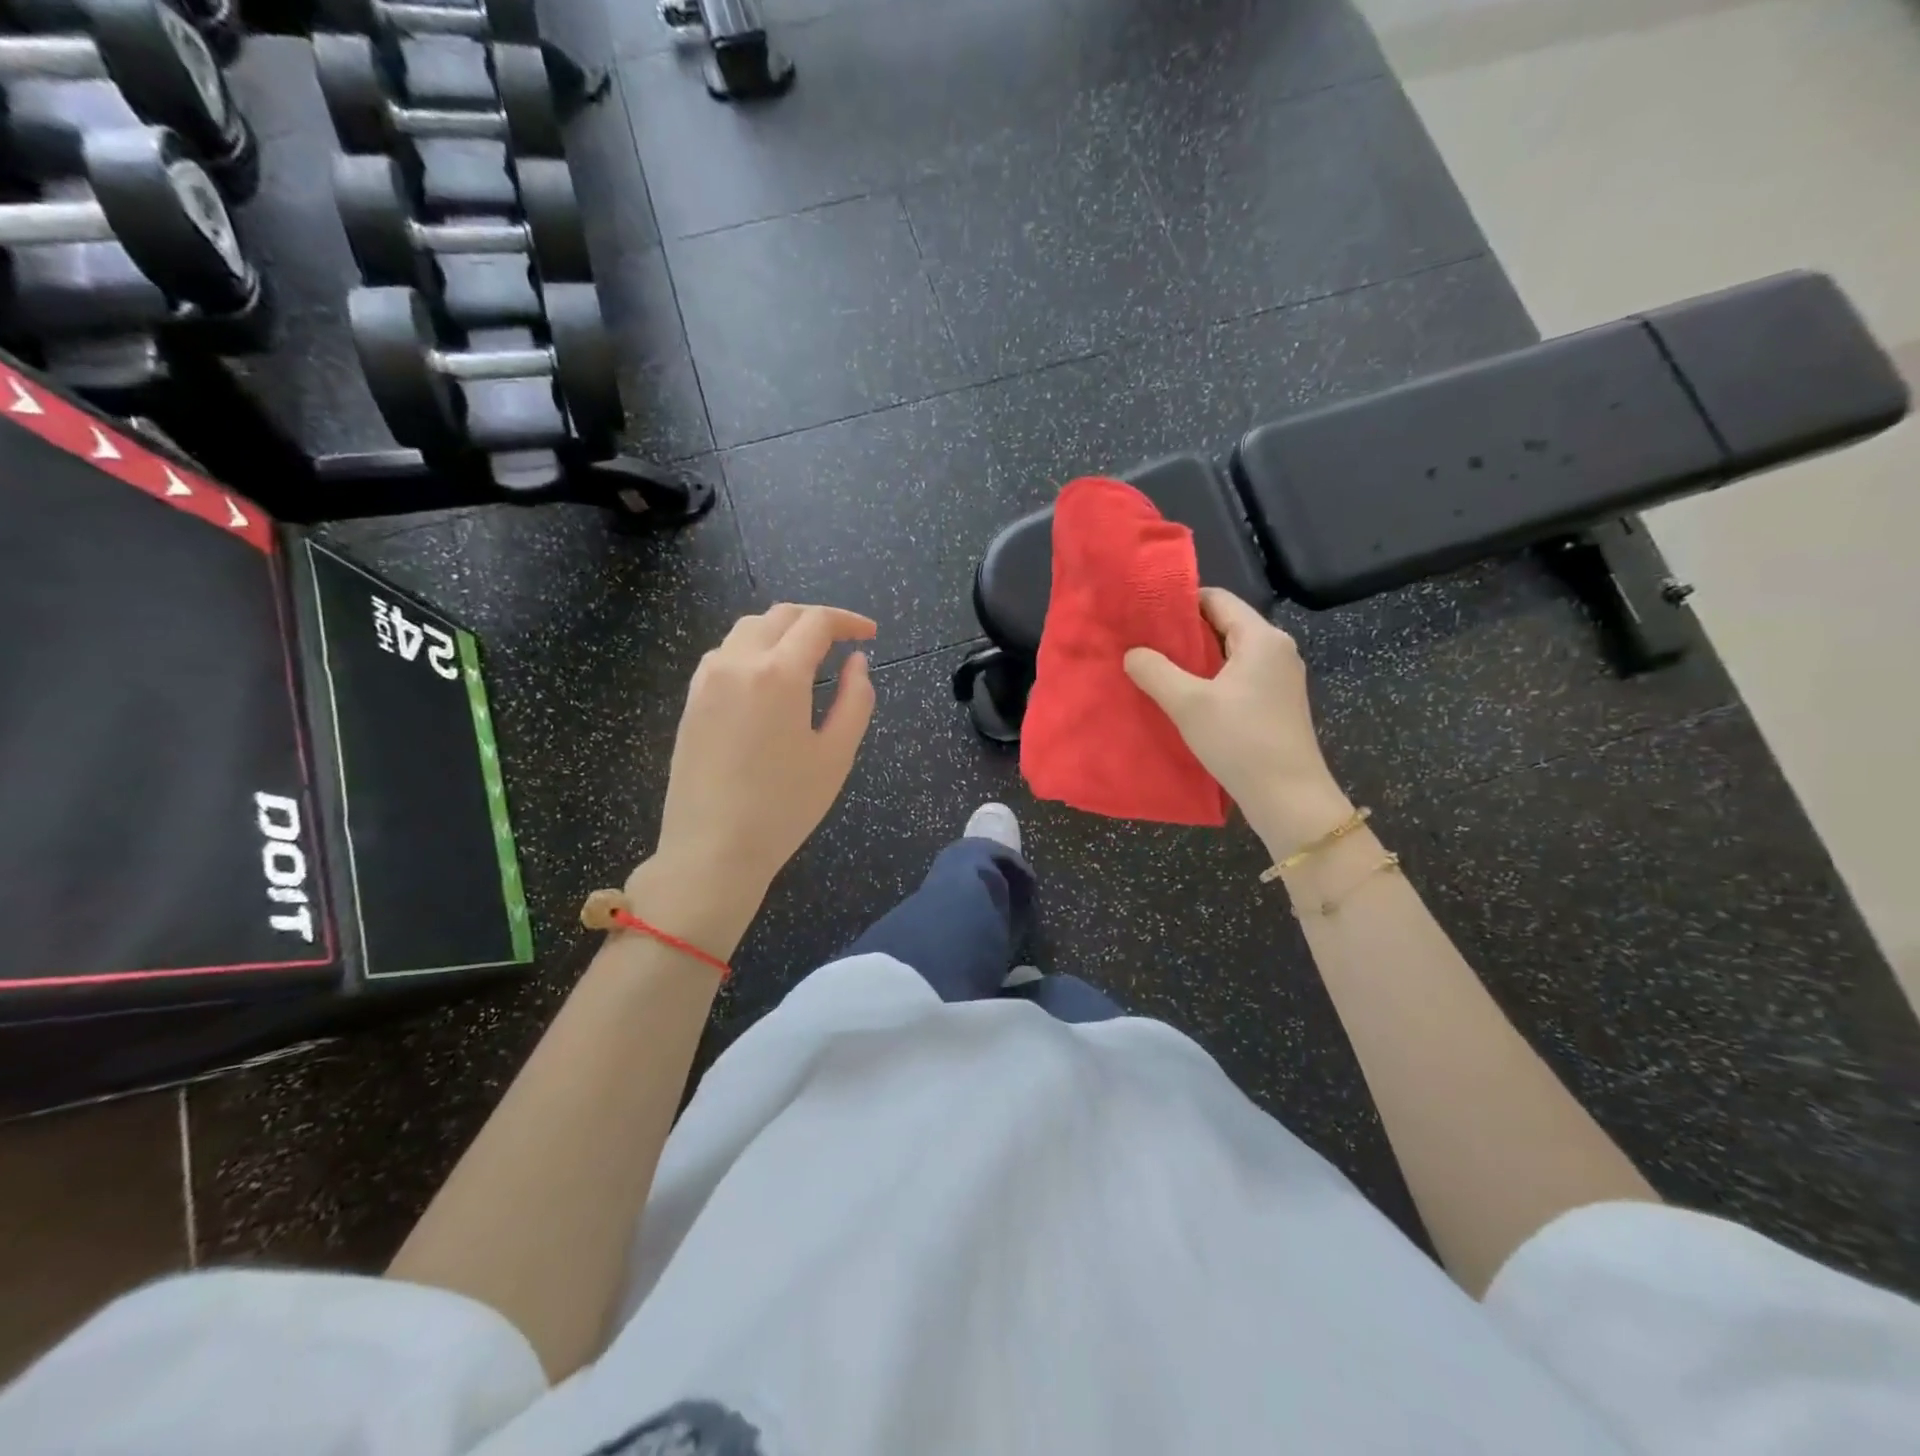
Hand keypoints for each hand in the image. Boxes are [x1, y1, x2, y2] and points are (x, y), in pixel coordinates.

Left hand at [643, 604, 876, 899]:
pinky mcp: (691, 700)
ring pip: (748, 629)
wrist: (712, 849)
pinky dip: (754, 649)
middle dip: (816, 620)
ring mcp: (707, 679)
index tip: (870, 634)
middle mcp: (738, 662)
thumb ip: (856, 700)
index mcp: (779, 672)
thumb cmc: (784, 806)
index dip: (848, 620)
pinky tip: (768, 679)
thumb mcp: (836, 755)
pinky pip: (725, 654)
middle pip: (780, 616)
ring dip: (782, 630)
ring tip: (807, 656)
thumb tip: (857, 662)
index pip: (816, 622)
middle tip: (843, 641)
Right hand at [1123, 589, 1350, 852]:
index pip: (1217, 599)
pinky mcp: (1276, 702)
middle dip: (1183, 632)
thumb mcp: (1188, 704)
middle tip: (1143, 641)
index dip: (1179, 602)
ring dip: (1195, 658)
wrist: (1289, 798)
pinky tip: (1184, 696)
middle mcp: (1276, 649)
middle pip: (1224, 624)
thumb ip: (1155, 671)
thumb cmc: (1240, 742)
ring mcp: (1280, 677)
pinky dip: (1210, 678)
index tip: (1144, 615)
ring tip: (1156, 668)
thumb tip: (1132, 653)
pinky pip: (1237, 676)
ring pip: (1229, 653)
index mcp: (1261, 638)